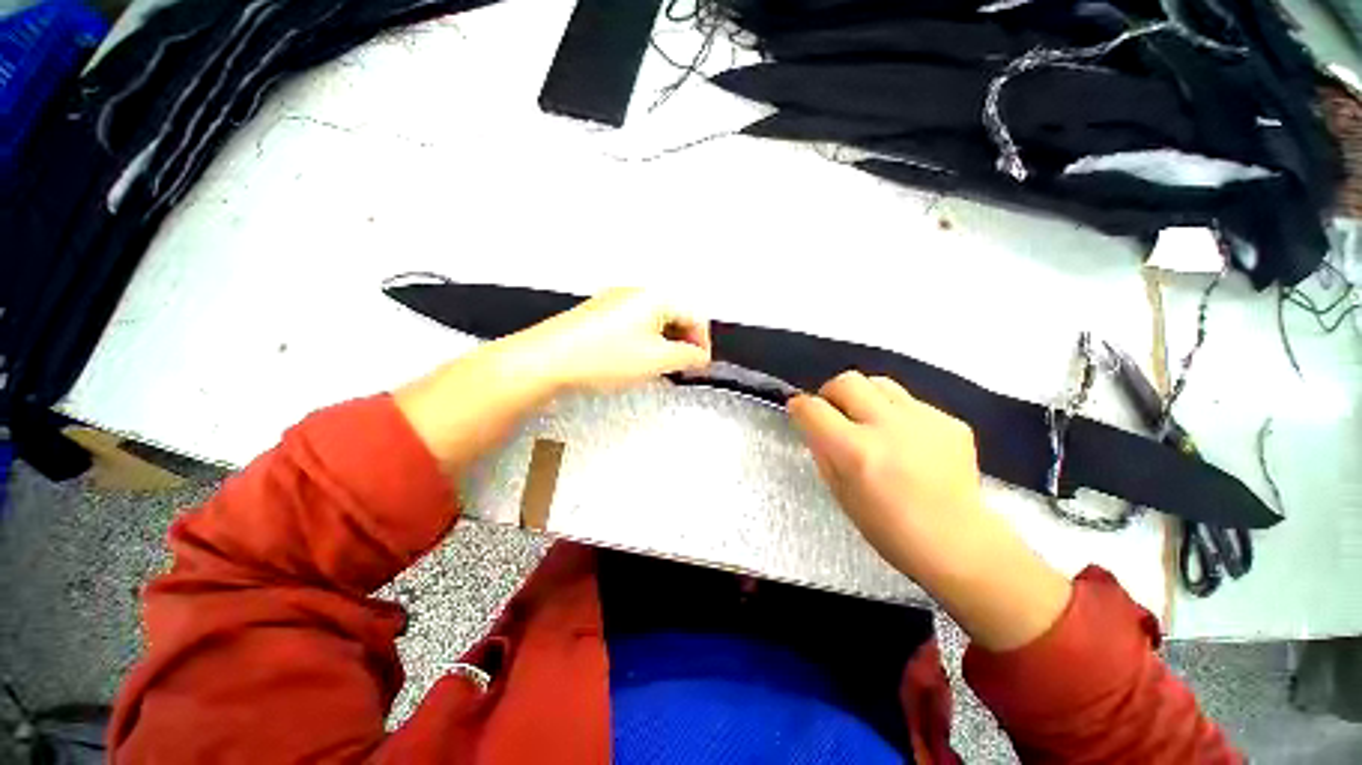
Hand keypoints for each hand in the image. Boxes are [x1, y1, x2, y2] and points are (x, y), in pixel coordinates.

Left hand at [396, 288, 709, 474]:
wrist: (546, 360)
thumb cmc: (601, 357)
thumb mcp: (656, 360)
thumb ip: (687, 357)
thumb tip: (699, 357)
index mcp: (656, 295)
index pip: (695, 316)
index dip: (703, 344)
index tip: (700, 366)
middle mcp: (637, 291)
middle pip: (676, 315)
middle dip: (684, 343)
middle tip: (683, 368)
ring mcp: (616, 300)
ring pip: (656, 320)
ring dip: (666, 343)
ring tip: (661, 367)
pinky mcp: (601, 314)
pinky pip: (636, 324)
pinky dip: (646, 341)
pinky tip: (636, 359)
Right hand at [789, 371, 1071, 650]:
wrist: (958, 543)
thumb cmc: (888, 528)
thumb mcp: (839, 492)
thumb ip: (822, 451)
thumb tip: (813, 423)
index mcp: (856, 451)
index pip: (813, 408)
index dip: (800, 407)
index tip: (800, 412)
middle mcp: (888, 427)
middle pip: (847, 381)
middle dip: (831, 393)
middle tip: (835, 413)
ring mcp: (924, 420)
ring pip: (880, 383)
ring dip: (865, 397)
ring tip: (871, 421)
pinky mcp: (950, 422)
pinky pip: (911, 402)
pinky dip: (898, 414)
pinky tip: (908, 441)